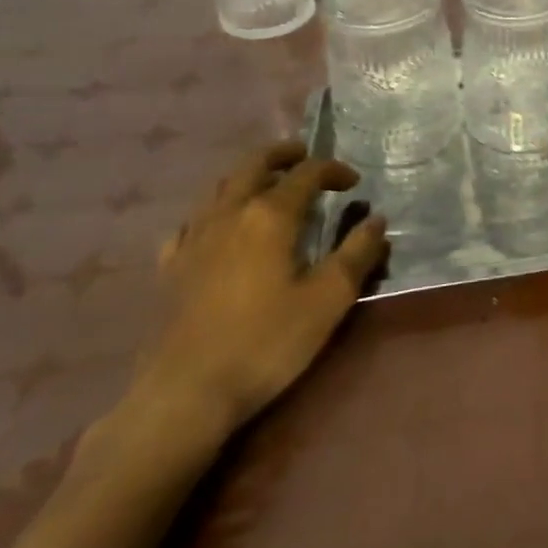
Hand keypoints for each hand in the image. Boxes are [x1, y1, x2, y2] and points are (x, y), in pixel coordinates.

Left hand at [131, 140, 387, 444]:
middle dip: (282, 154)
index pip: (306, 173)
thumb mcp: (329, 299)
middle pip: (254, 165)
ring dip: (248, 176)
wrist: (185, 394)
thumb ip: (357, 254)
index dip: (334, 170)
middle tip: (304, 155)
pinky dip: (214, 212)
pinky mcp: (170, 268)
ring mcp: (193, 239)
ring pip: (220, 188)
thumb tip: (377, 220)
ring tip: (268, 184)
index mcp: (270, 215)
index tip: (353, 183)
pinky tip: (219, 228)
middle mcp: (229, 214)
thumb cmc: (267, 342)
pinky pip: (192, 222)